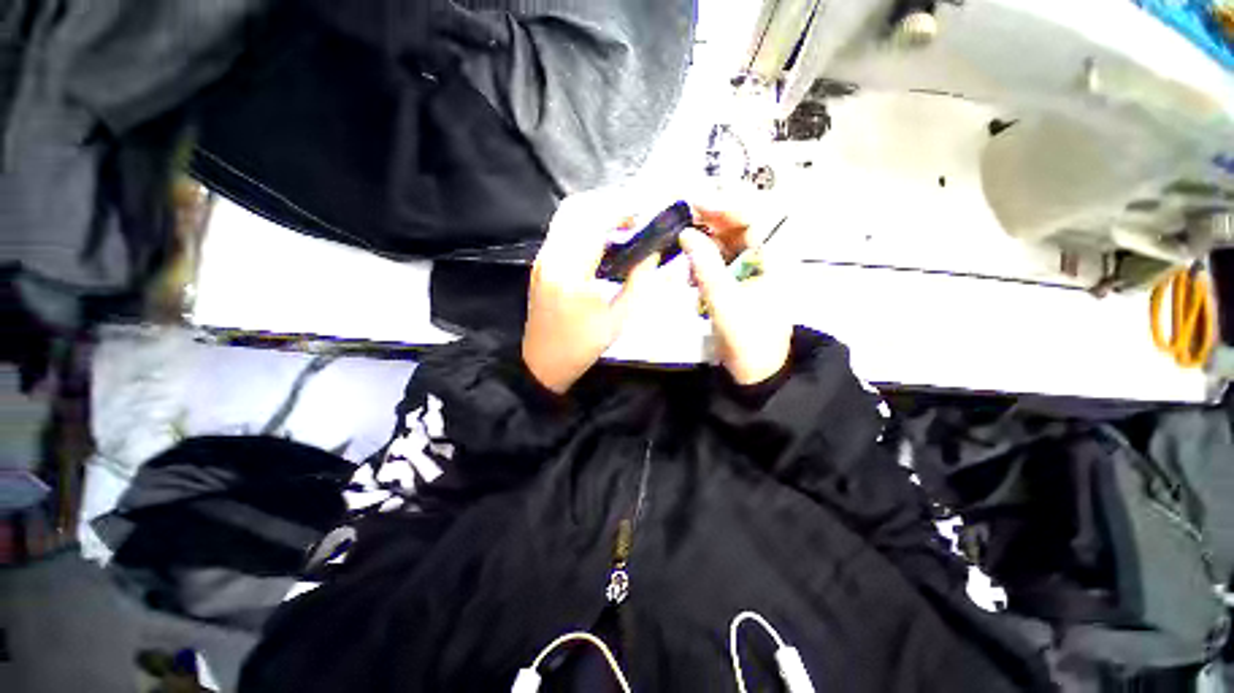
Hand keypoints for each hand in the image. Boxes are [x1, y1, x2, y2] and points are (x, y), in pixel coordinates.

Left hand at [522, 191, 660, 393]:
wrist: (543, 362)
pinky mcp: (540, 262)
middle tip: (634, 215)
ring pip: (567, 215)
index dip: (621, 209)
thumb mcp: (619, 320)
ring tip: (622, 222)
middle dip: (608, 202)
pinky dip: (584, 223)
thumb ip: (639, 282)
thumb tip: (653, 253)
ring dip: (595, 210)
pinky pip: (562, 229)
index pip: (595, 222)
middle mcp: (551, 257)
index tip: (643, 212)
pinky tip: (603, 237)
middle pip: (576, 208)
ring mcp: (542, 258)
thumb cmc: (582, 346)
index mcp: (572, 273)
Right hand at [679, 209, 791, 385]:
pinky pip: (720, 265)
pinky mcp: (738, 287)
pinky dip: (704, 264)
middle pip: (738, 229)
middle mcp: (764, 261)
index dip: (723, 207)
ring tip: (682, 247)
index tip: (694, 203)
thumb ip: (705, 267)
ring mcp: (751, 274)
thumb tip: (686, 233)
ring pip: (726, 246)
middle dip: (710, 222)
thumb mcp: (724, 303)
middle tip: (681, 219)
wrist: (755, 374)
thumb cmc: (747, 340)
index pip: (751, 219)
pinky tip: (691, 273)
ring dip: (704, 244)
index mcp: (772, 261)